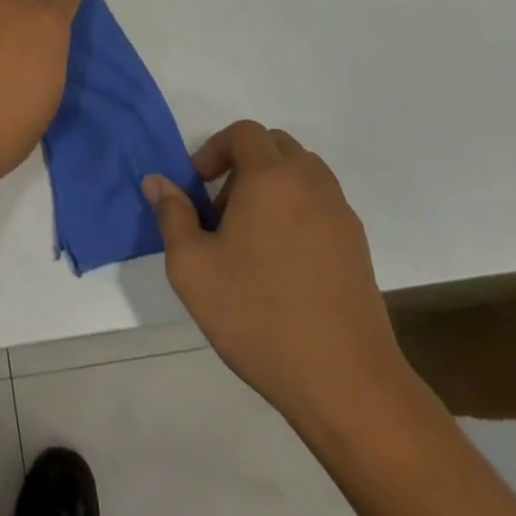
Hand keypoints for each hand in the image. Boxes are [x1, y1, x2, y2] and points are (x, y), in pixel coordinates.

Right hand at [143, 122, 410, 432]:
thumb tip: (157, 181)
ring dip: (272, 185)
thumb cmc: (258, 316)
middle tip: (221, 209)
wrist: (345, 382)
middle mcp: (311, 184)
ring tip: (249, 235)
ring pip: (302, 173)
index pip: (244, 133)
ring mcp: (341, 215)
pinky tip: (280, 262)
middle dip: (243, 164)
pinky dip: (296, 210)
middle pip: (276, 146)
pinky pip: (321, 204)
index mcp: (271, 179)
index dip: (214, 149)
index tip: (198, 187)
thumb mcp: (192, 267)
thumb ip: (172, 215)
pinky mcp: (358, 246)